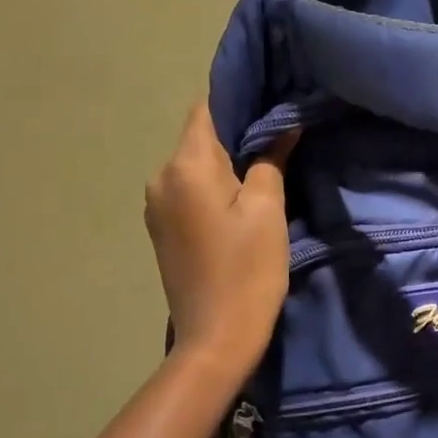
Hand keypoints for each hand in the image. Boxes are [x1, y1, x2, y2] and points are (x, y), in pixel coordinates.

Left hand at [144, 103, 297, 379]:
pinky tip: (242, 198)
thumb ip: (270, 159)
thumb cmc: (247, 270)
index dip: (238, 98)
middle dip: (237, 133)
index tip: (271, 99)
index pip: (207, 108)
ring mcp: (156, 206)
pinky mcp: (162, 229)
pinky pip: (190, 190)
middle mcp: (160, 178)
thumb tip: (281, 127)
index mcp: (184, 166)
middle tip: (280, 135)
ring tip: (266, 167)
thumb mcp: (268, 210)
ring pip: (196, 165)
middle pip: (200, 138)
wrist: (215, 339)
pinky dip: (215, 186)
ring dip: (227, 162)